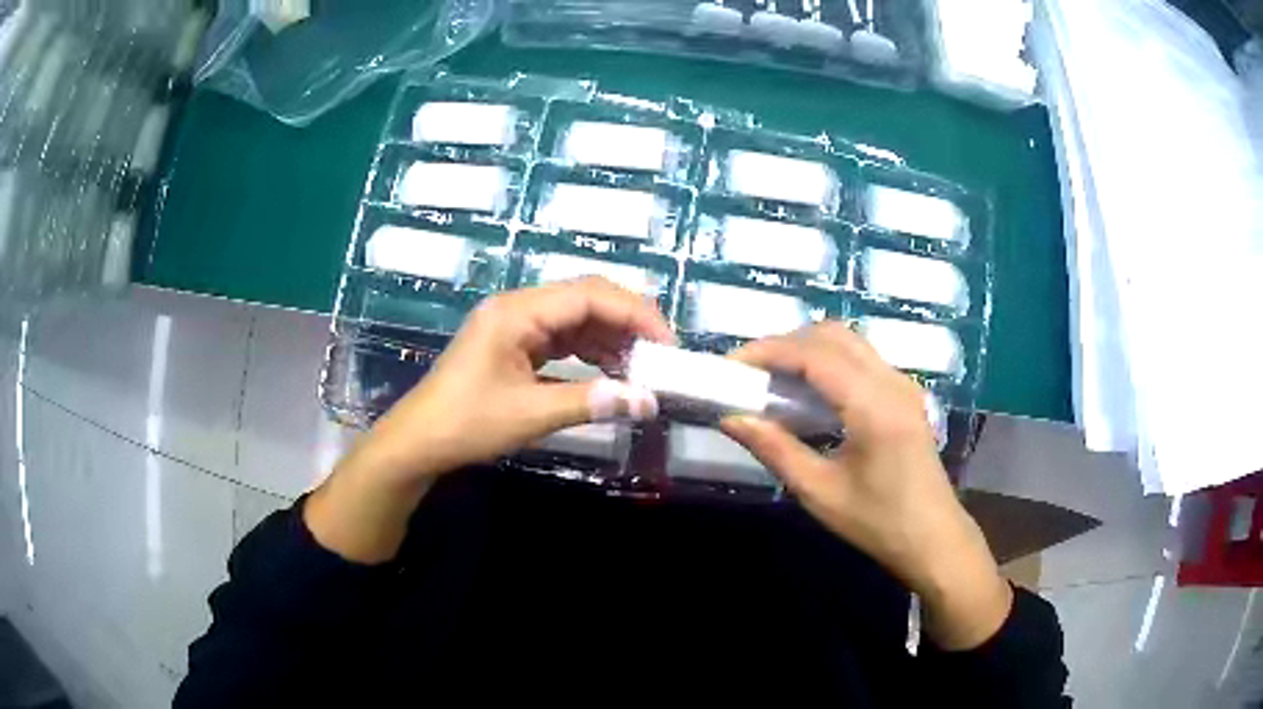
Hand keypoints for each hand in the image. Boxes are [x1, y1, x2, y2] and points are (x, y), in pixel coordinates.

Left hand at [307, 277, 672, 562]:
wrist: (419, 442)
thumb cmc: (467, 424)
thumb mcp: (531, 415)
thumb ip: (592, 402)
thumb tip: (648, 402)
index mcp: (517, 312)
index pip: (588, 295)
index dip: (634, 314)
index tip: (667, 343)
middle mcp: (518, 308)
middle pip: (585, 299)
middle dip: (627, 323)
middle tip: (662, 354)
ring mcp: (516, 326)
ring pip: (577, 319)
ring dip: (612, 339)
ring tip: (644, 367)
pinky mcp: (515, 345)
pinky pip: (563, 339)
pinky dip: (591, 353)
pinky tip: (613, 372)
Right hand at [720, 323, 1011, 649]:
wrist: (933, 540)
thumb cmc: (878, 523)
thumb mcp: (820, 493)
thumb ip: (775, 449)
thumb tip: (731, 418)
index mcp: (875, 406)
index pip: (816, 355)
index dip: (770, 351)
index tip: (732, 365)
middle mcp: (893, 382)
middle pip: (834, 335)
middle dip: (786, 343)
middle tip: (749, 370)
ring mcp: (904, 385)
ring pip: (850, 342)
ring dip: (808, 349)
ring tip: (772, 377)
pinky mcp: (906, 395)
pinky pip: (862, 360)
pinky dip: (829, 360)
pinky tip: (809, 390)